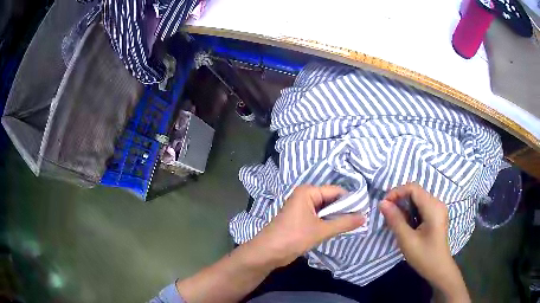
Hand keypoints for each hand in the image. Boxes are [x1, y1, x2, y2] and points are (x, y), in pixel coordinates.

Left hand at [249, 185, 364, 267]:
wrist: (268, 252)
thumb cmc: (293, 237)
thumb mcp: (321, 230)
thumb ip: (344, 223)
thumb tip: (365, 217)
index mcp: (308, 192)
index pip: (336, 191)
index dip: (351, 201)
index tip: (365, 211)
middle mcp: (306, 196)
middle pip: (331, 200)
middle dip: (344, 210)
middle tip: (361, 220)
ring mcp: (303, 208)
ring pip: (326, 210)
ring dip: (337, 218)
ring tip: (354, 225)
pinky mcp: (301, 219)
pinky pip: (320, 217)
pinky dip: (329, 223)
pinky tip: (339, 230)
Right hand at [379, 183, 469, 302]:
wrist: (438, 269)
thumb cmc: (424, 256)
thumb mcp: (407, 240)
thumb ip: (395, 220)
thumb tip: (382, 203)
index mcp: (433, 207)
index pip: (413, 188)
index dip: (396, 192)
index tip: (384, 206)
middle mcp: (437, 203)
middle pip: (415, 192)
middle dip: (399, 200)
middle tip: (387, 215)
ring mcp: (438, 209)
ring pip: (417, 199)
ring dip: (404, 207)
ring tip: (394, 221)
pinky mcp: (436, 215)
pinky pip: (421, 207)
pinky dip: (410, 212)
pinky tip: (404, 224)